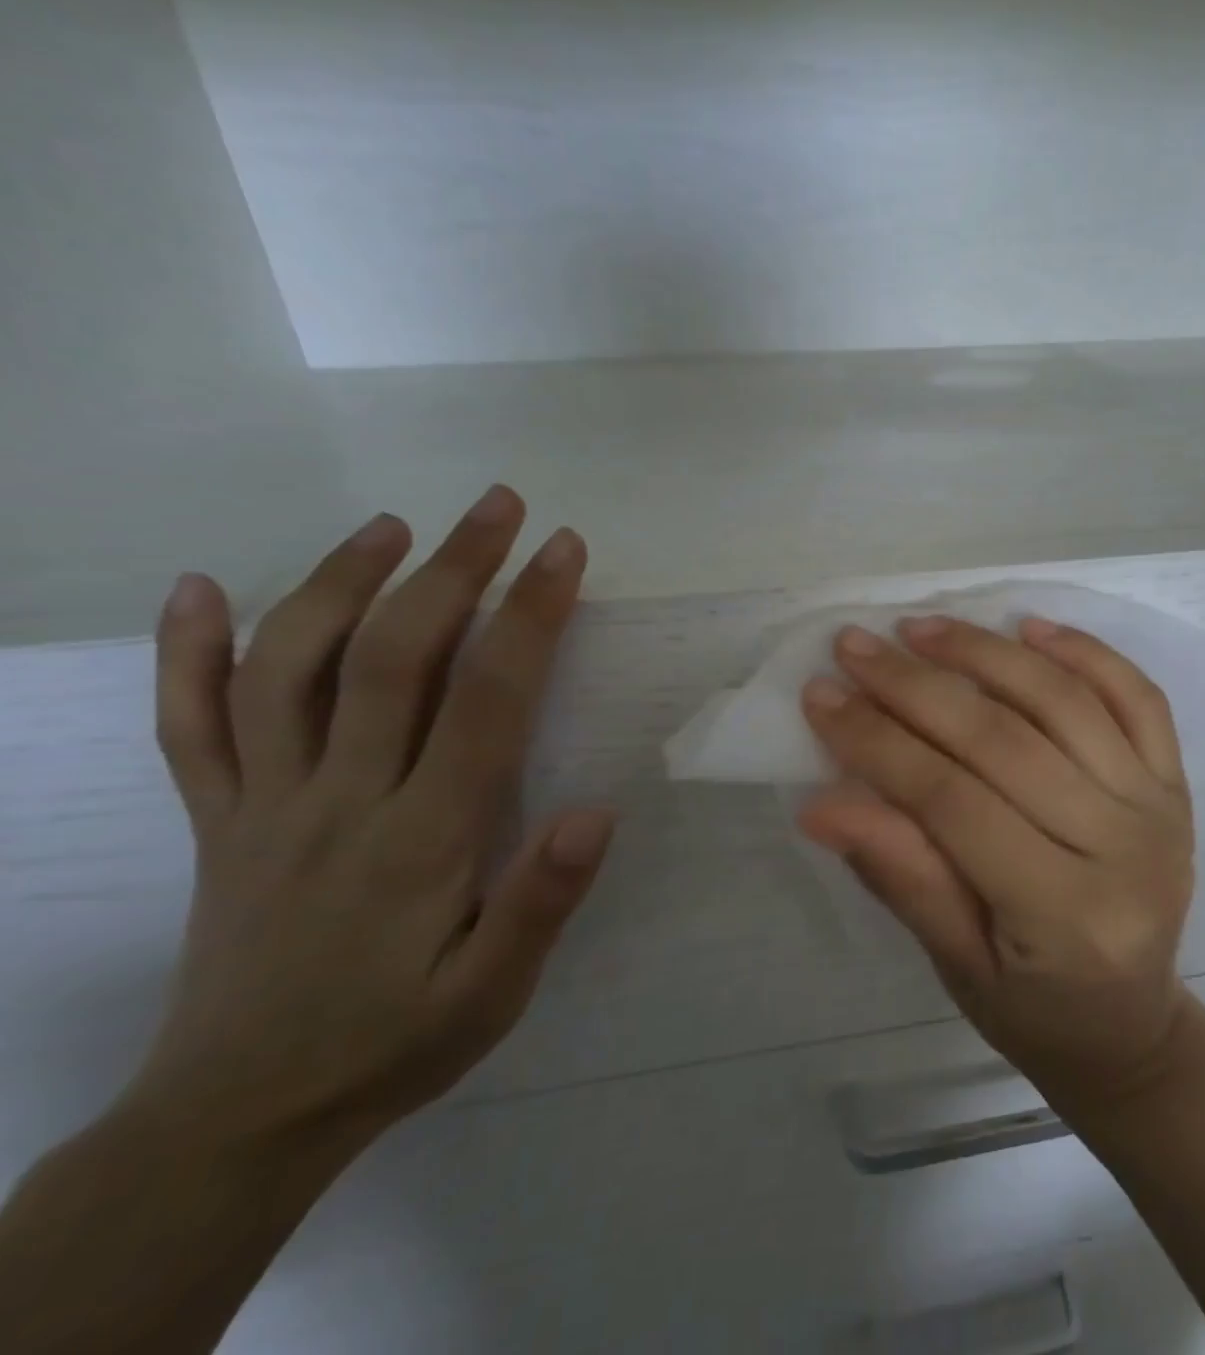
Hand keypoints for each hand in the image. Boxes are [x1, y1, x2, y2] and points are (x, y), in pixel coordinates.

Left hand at [129, 485, 614, 1157]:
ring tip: (391, 527)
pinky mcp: (216, 822)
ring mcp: (263, 805)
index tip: (562, 551)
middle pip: (391, 658)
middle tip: (498, 506)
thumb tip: (596, 811)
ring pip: (286, 669)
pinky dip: (186, 653)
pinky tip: (196, 592)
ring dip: (337, 582)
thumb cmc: (393, 1044)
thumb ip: (540, 903)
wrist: (235, 1121)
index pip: (485, 699)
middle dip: (452, 569)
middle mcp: (337, 801)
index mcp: (420, 838)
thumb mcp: (491, 994)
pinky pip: (190, 727)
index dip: (528, 616)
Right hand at [797, 616, 1197, 1113]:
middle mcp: (1124, 848)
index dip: (880, 745)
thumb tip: (822, 802)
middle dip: (918, 687)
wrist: (1133, 1027)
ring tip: (922, 628)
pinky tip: (1028, 627)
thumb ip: (900, 876)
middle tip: (855, 646)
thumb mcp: (954, 964)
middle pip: (1006, 741)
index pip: (954, 803)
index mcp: (1065, 915)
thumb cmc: (1034, 1010)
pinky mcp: (1175, 781)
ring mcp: (1159, 805)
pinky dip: (1084, 651)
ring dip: (988, 652)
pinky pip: (1137, 696)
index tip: (822, 696)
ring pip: (1066, 702)